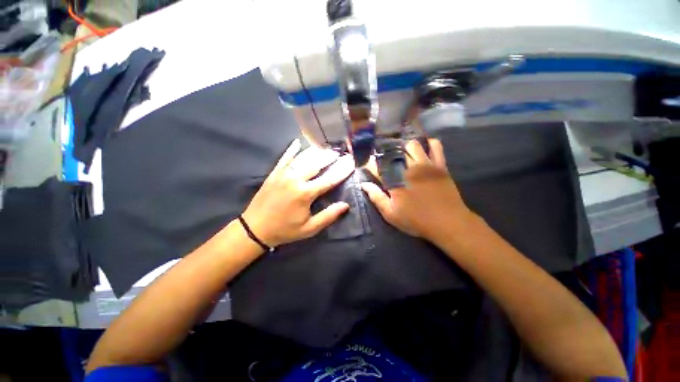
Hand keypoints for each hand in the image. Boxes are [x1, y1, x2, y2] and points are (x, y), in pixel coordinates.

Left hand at [242, 139, 354, 247]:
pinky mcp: (274, 173)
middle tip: (339, 152)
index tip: (351, 162)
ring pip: (302, 158)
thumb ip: (328, 216)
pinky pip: (284, 158)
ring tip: (325, 148)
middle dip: (329, 157)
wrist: (255, 228)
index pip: (329, 179)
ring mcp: (283, 174)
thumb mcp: (309, 229)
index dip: (341, 170)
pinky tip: (297, 142)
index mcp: (305, 194)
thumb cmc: (285, 230)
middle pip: (316, 163)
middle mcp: (295, 179)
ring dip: (315, 152)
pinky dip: (292, 149)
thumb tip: (345, 205)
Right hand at [361, 139, 476, 242]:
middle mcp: (408, 168)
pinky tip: (423, 150)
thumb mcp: (391, 214)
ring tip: (402, 155)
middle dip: (385, 154)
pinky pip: (435, 146)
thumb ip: (376, 197)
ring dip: (404, 148)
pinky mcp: (439, 165)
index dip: (369, 164)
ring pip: (412, 145)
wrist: (448, 223)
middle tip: (385, 161)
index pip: (376, 166)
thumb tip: (364, 184)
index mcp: (394, 181)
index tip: (366, 165)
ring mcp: (425, 164)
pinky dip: (428, 144)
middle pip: (393, 151)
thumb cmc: (416, 220)